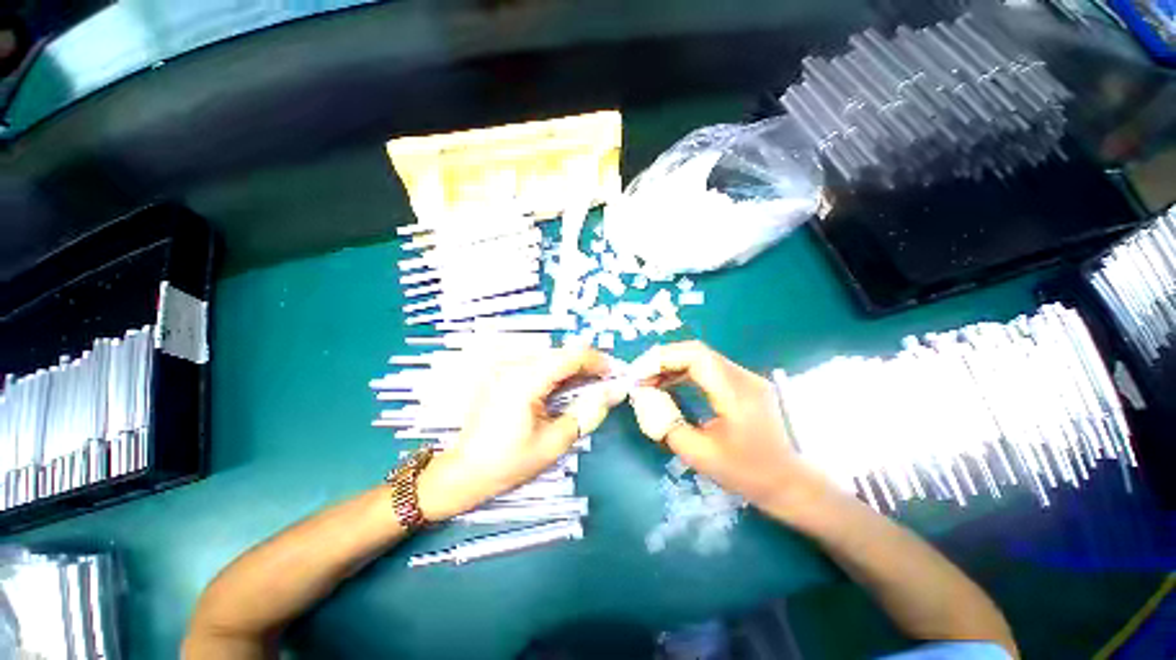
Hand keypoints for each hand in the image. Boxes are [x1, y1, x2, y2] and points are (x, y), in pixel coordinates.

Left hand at [416, 348, 624, 520]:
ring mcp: (505, 368)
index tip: (614, 373)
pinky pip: (536, 364)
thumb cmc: (509, 462)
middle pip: (560, 353)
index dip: (596, 360)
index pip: (569, 356)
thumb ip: (587, 412)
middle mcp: (513, 366)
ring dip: (571, 368)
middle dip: (586, 364)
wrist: (465, 471)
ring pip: (549, 356)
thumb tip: (614, 393)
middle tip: (603, 384)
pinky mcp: (502, 374)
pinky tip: (563, 388)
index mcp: (525, 380)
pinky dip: (555, 372)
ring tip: (586, 387)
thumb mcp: (555, 442)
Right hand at [628, 341, 832, 515]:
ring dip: (673, 365)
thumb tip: (645, 399)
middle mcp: (743, 377)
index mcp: (736, 393)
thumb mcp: (699, 455)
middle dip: (663, 359)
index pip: (695, 357)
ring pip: (702, 358)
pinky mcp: (744, 384)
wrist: (790, 483)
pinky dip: (685, 372)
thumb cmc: (747, 474)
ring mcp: (746, 378)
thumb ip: (667, 424)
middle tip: (640, 376)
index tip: (639, 374)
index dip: (662, 359)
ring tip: (650, 380)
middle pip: (696, 352)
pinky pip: (709, 369)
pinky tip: (670, 384)